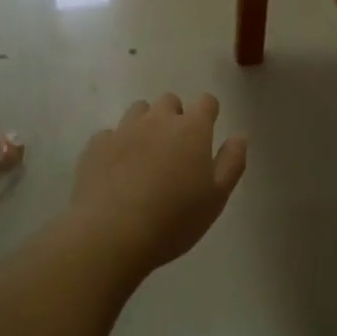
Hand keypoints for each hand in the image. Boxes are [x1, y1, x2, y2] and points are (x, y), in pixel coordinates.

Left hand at [69, 94, 247, 271]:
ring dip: (145, 125)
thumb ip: (232, 162)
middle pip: (169, 101)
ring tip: (145, 156)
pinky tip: (116, 171)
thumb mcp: (216, 197)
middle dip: (175, 117)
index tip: (207, 131)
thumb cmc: (174, 218)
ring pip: (138, 111)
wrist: (111, 233)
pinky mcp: (96, 146)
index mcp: (191, 129)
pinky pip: (110, 134)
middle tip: (176, 149)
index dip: (208, 113)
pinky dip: (117, 145)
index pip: (206, 102)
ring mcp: (123, 130)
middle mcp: (157, 120)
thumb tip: (240, 135)